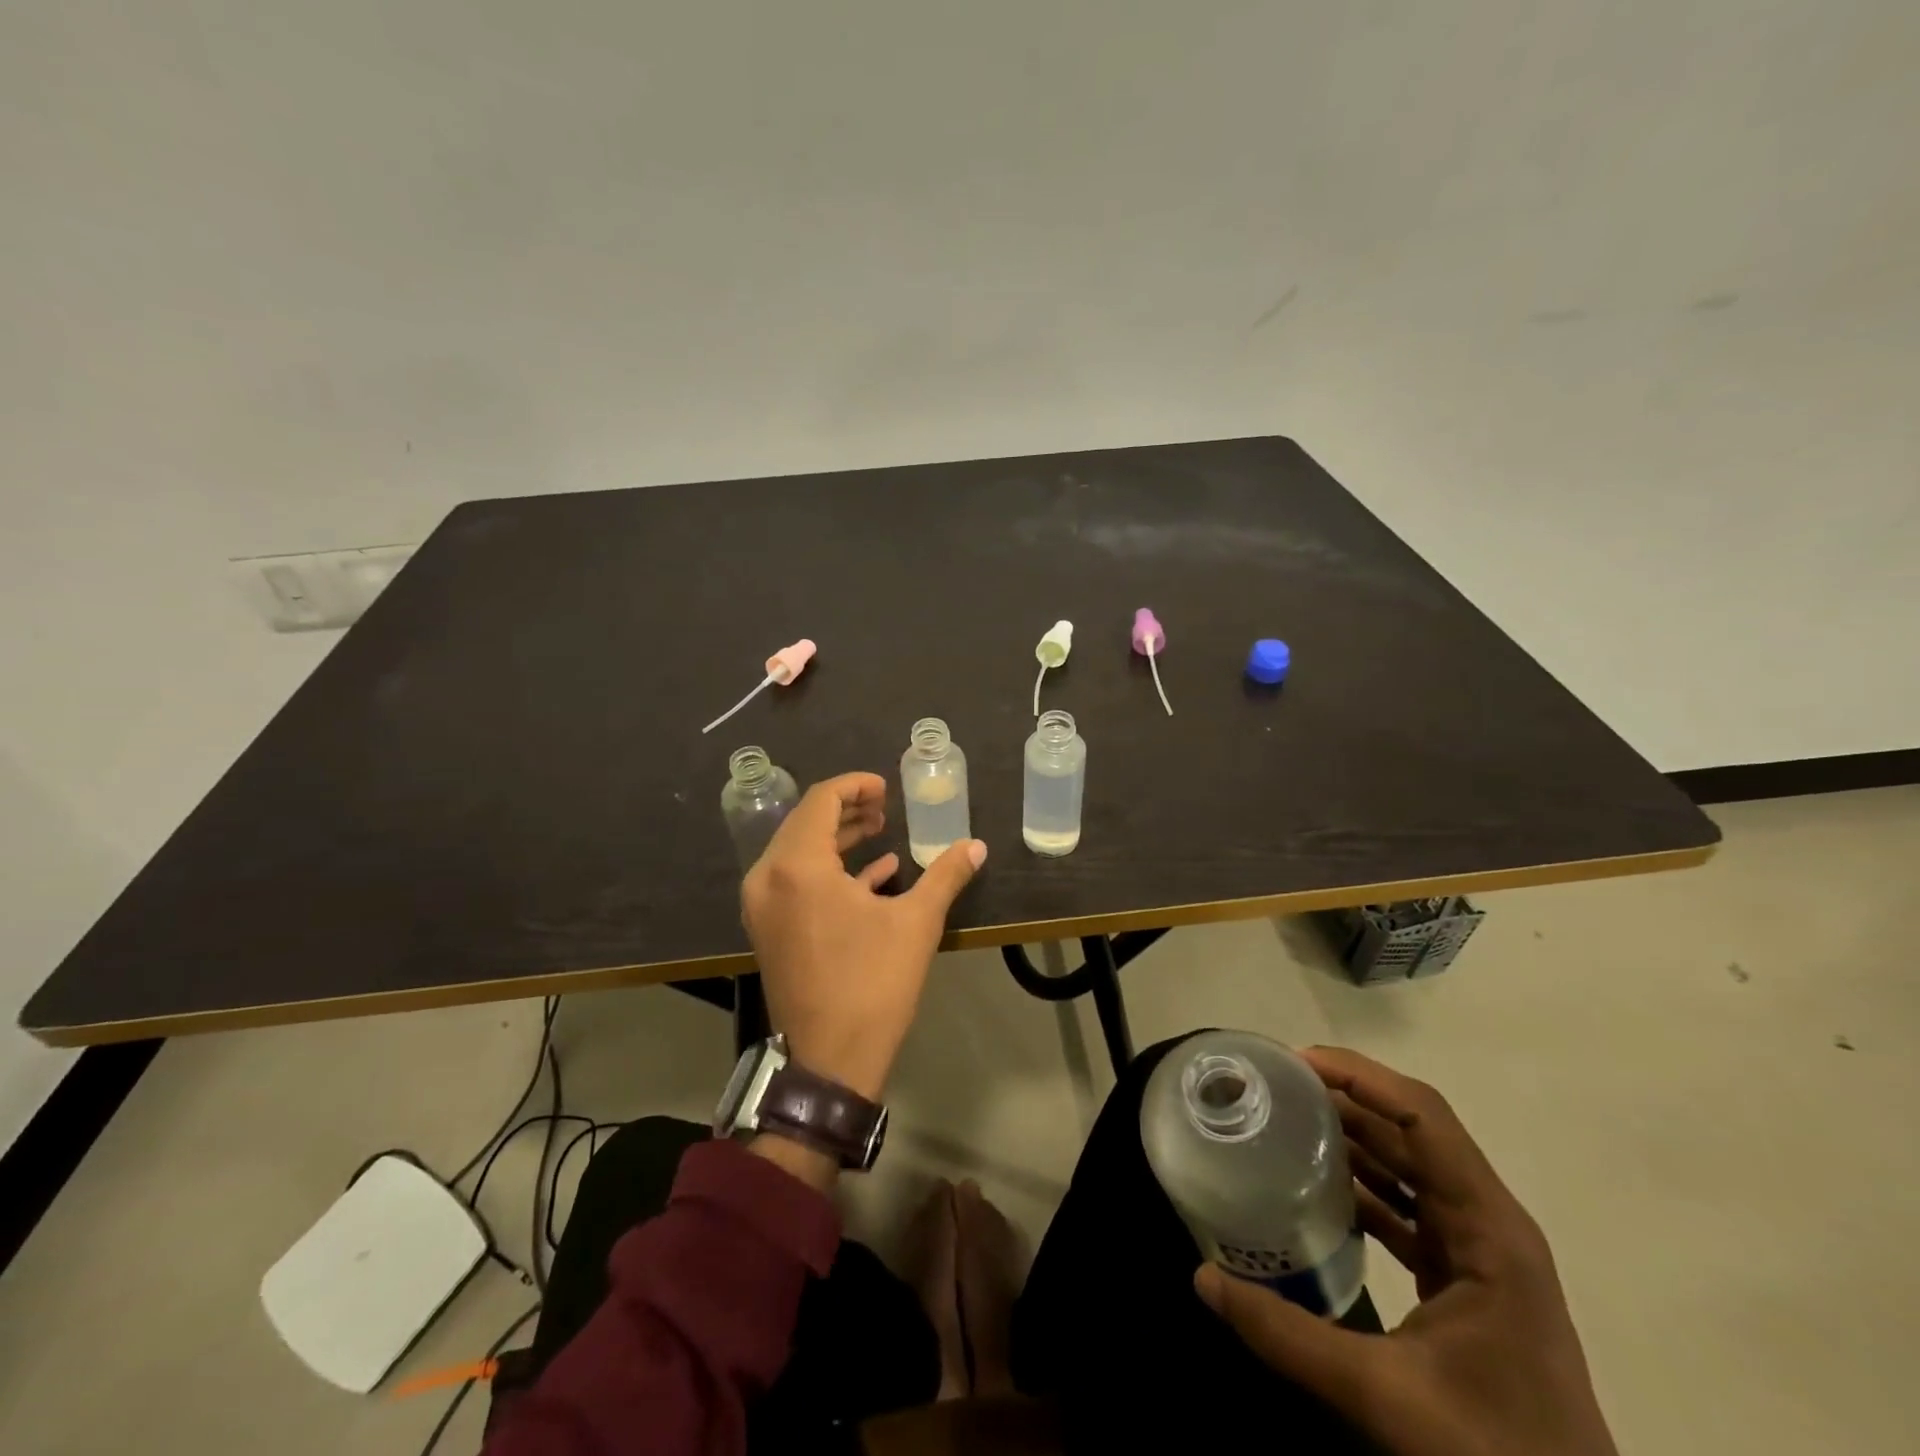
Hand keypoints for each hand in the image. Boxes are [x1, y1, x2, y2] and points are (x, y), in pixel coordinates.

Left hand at [741, 772, 984, 1101]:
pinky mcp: (769, 930)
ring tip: (881, 832)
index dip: (855, 786)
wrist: (829, 1062)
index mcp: (798, 866)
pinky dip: (830, 870)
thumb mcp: (916, 923)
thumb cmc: (872, 984)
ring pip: (799, 852)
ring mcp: (763, 906)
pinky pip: (796, 882)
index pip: (821, 800)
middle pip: (806, 822)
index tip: (887, 788)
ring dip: (839, 838)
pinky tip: (875, 875)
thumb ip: (945, 875)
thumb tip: (976, 845)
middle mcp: (769, 878)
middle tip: (886, 808)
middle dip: (848, 810)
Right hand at [1194, 1048, 1617, 1455]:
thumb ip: (1286, 1335)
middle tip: (1274, 1087)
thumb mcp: (1383, 1396)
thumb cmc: (1495, 1454)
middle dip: (1344, 1098)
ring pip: (1410, 1165)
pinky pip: (1408, 1205)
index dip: (1360, 1076)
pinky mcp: (1465, 1278)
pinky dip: (1364, 1184)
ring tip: (1284, 1120)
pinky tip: (1316, 1188)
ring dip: (1352, 1137)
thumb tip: (1203, 1279)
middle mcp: (1488, 1224)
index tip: (1294, 1063)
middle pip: (1412, 1130)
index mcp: (1488, 1228)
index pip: (1423, 1116)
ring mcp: (1480, 1252)